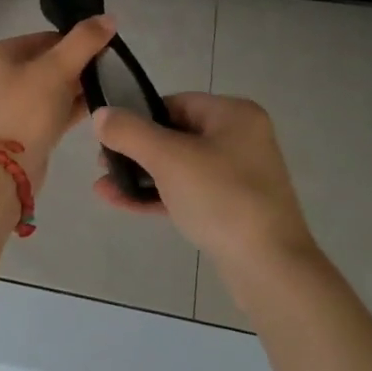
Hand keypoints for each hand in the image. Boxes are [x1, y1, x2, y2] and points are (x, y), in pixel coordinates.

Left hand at [0, 17, 116, 192]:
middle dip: (80, 65)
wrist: (2, 171)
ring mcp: (14, 105)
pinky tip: (101, 107)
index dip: (76, 41)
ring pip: (54, 88)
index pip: (45, 37)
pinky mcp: (26, 130)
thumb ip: (83, 42)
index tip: (105, 49)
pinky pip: (55, 110)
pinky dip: (74, 107)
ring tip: (111, 87)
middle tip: (111, 69)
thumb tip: (109, 17)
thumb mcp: (56, 69)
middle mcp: (3, 76)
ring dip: (79, 87)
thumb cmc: (24, 110)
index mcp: (0, 54)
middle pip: (50, 62)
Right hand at [92, 94, 315, 275]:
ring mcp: (239, 176)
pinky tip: (123, 203)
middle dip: (136, 150)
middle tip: (103, 164)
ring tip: (104, 187)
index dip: (139, 116)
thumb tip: (101, 114)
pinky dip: (158, 195)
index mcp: (234, 115)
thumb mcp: (169, 158)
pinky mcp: (233, 209)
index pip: (176, 102)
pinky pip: (188, 192)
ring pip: (180, 167)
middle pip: (176, 134)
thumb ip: (130, 132)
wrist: (270, 268)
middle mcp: (241, 139)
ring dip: (141, 175)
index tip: (110, 136)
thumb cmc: (221, 198)